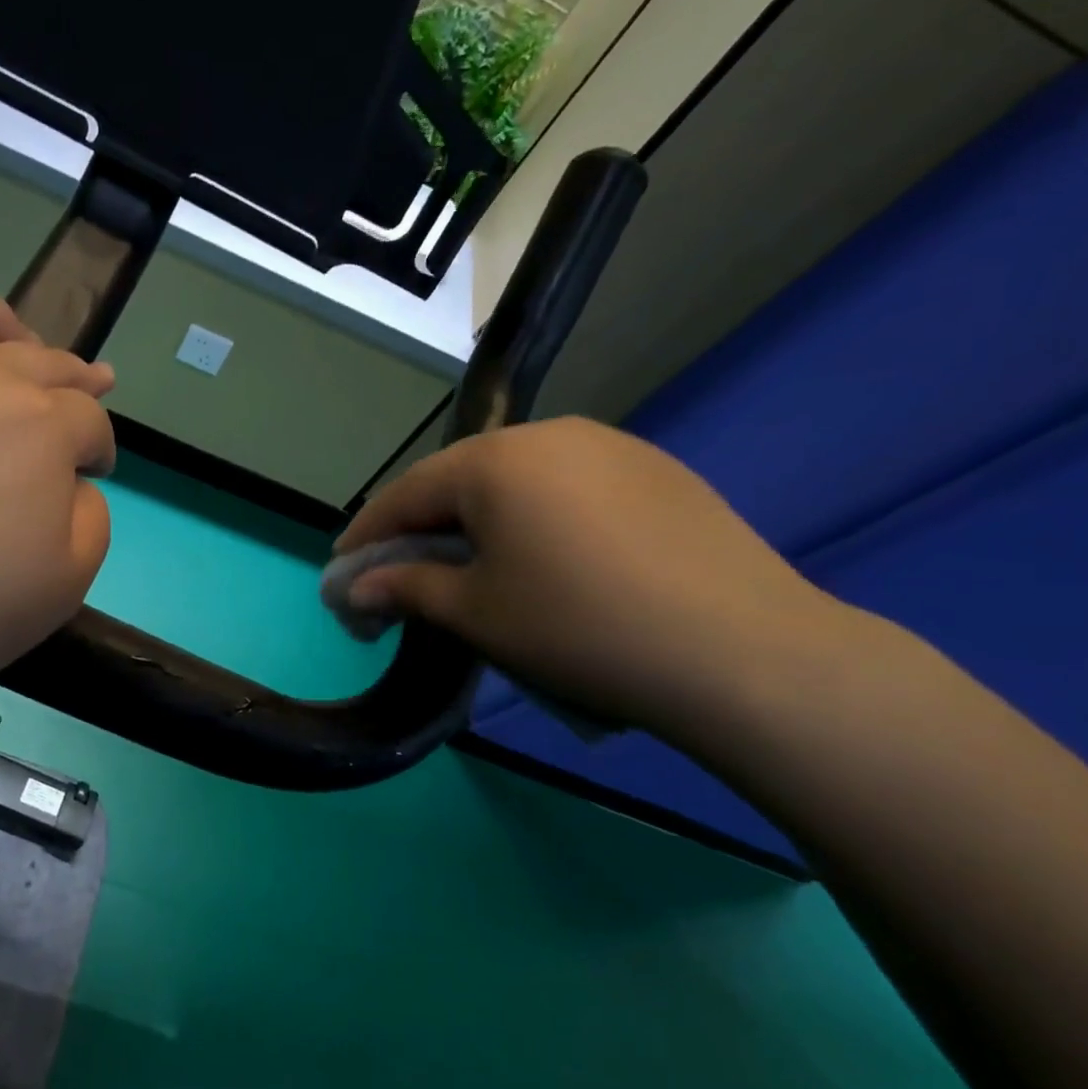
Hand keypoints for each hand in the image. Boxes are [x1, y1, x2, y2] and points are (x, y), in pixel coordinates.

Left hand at [0, 282, 116, 717]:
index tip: (92, 470)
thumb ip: (89, 519)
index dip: (98, 447)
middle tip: (89, 390)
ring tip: (16, 346)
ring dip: (9, 330)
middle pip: (44, 359)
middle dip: (76, 380)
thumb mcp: (61, 587)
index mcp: (38, 425)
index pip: (89, 420)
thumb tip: (71, 482)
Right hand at [337, 417, 842, 734]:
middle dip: (423, 528)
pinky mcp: (657, 471)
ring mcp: (610, 447)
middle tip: (403, 574)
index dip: (368, 534)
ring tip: (472, 568)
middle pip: (460, 480)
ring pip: (516, 481)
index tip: (344, 571)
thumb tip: (356, 588)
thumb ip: (405, 589)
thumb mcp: (476, 614)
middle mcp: (549, 435)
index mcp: (494, 461)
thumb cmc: (579, 628)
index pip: (407, 493)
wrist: (744, 653)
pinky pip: (568, 488)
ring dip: (480, 521)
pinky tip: (546, 559)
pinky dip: (536, 518)